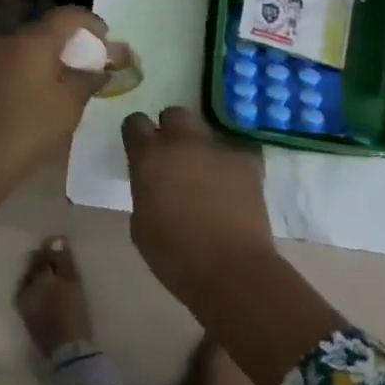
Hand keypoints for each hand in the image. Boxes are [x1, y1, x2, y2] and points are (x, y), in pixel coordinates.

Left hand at [0, 6, 108, 211]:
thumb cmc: (27, 130)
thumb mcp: (69, 106)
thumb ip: (88, 80)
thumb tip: (101, 69)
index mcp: (32, 41)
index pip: (67, 15)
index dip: (91, 22)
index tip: (106, 37)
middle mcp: (6, 42)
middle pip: (45, 30)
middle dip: (70, 42)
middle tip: (89, 62)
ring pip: (25, 49)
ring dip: (48, 59)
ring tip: (66, 82)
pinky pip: (9, 66)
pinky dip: (28, 72)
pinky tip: (36, 97)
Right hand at [122, 106, 344, 384]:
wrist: (230, 269)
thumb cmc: (174, 255)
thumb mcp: (140, 223)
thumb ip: (145, 190)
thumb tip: (154, 182)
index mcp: (149, 156)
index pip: (135, 123)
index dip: (137, 135)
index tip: (140, 149)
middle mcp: (182, 142)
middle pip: (174, 114)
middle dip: (171, 130)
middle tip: (174, 156)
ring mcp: (218, 148)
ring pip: (206, 130)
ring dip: (201, 145)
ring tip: (206, 171)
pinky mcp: (248, 161)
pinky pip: (237, 150)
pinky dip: (232, 161)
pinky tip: (233, 182)